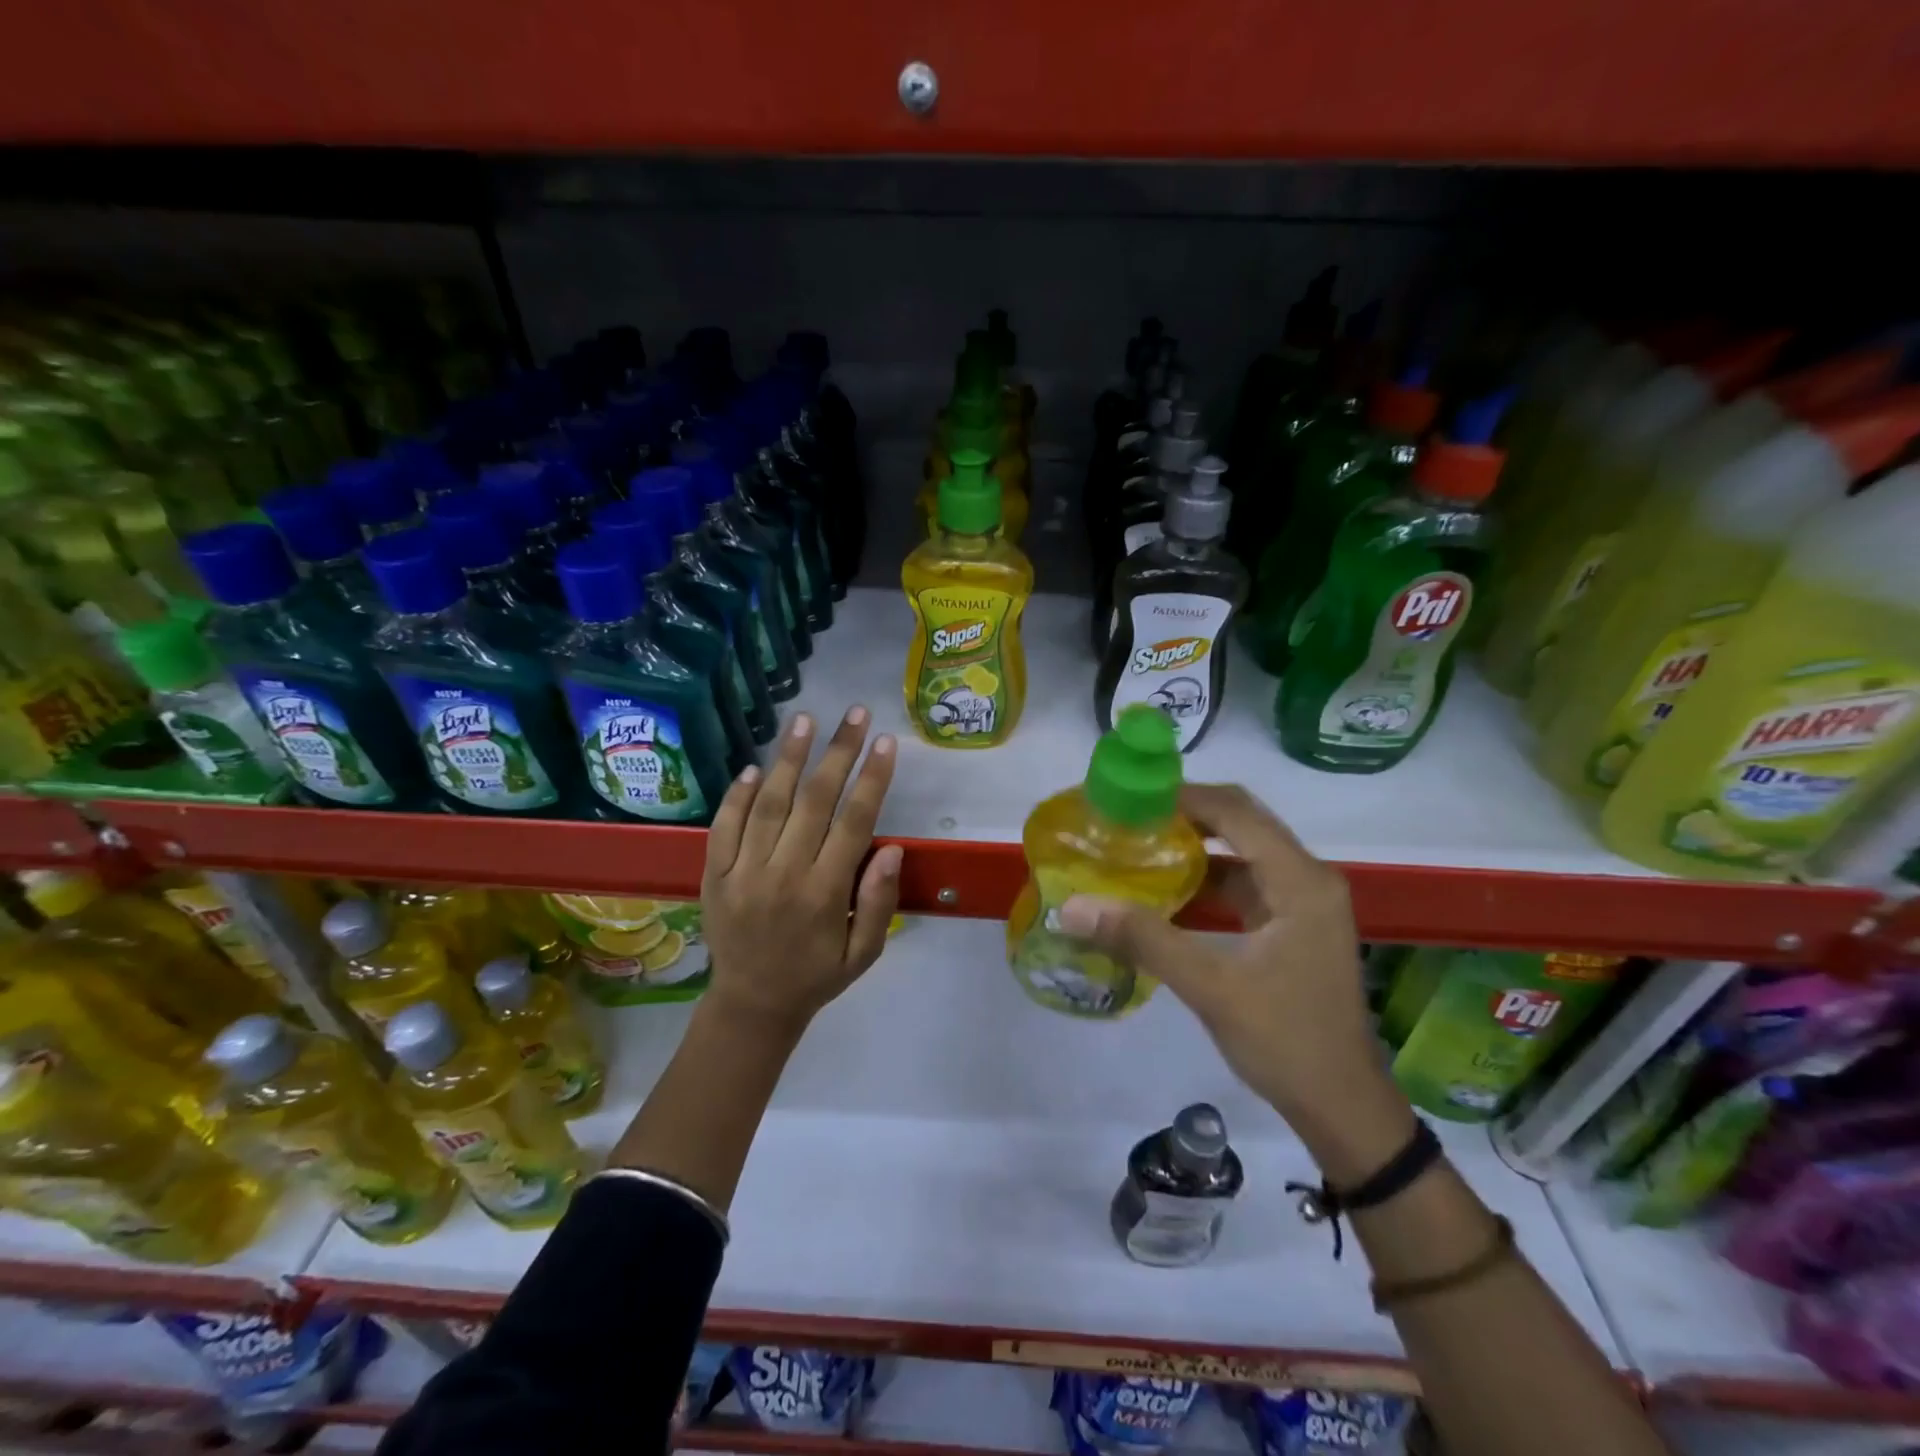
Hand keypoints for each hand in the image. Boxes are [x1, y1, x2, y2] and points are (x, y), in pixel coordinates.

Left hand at [699, 707, 900, 1035]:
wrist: (751, 1005)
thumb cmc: (817, 976)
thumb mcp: (864, 953)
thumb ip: (879, 902)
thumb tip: (892, 847)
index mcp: (825, 894)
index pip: (854, 823)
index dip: (872, 779)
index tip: (886, 743)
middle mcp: (784, 875)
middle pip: (815, 801)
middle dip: (838, 752)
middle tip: (854, 714)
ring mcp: (743, 873)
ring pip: (768, 804)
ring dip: (788, 759)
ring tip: (804, 720)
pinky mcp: (714, 875)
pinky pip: (724, 827)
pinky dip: (737, 795)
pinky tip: (753, 767)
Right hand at [1057, 784, 1409, 1167]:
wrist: (1343, 1109)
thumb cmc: (1287, 1042)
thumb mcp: (1211, 987)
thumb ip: (1144, 939)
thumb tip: (1075, 907)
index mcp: (1300, 881)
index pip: (1236, 813)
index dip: (1183, 797)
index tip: (1130, 797)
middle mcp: (1306, 879)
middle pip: (1240, 823)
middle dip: (1184, 815)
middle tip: (1128, 817)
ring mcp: (1301, 903)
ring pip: (1240, 854)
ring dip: (1193, 848)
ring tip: (1137, 846)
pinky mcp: (1291, 926)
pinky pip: (1243, 885)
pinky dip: (1205, 881)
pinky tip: (1165, 891)